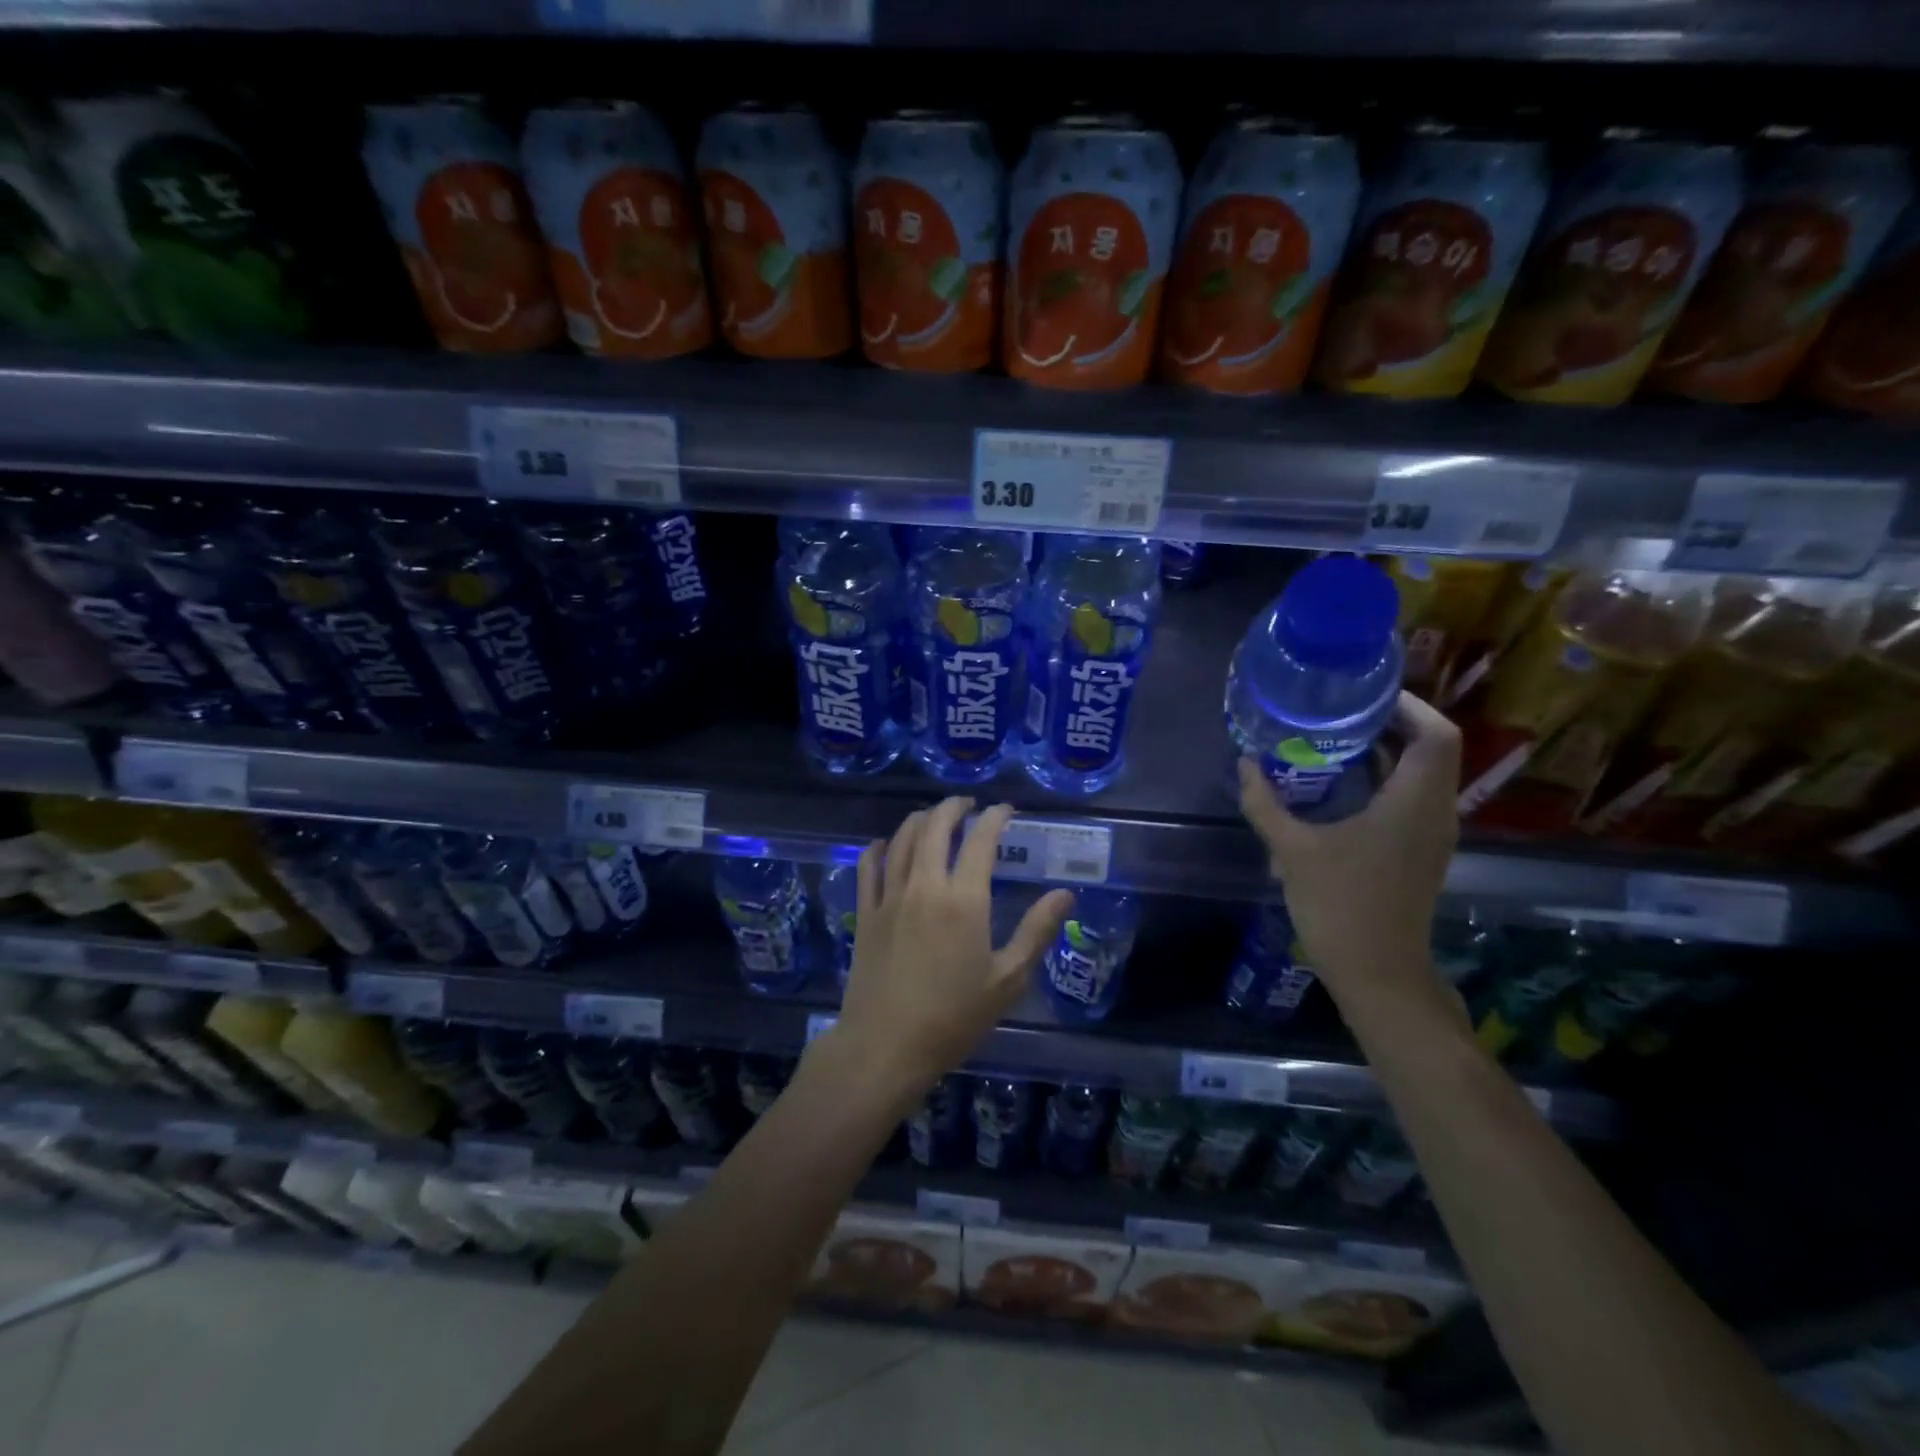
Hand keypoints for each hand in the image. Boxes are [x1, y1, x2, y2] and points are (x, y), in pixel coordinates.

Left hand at [829, 797, 1073, 1102]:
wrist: (886, 1046)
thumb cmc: (954, 1017)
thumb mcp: (1007, 979)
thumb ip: (1036, 931)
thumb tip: (1065, 894)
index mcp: (964, 899)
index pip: (980, 840)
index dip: (994, 817)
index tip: (1005, 810)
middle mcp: (924, 886)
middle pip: (935, 827)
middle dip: (954, 807)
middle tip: (968, 805)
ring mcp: (889, 897)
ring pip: (902, 838)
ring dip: (920, 819)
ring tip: (934, 817)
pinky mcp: (865, 913)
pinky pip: (869, 866)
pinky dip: (880, 847)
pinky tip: (887, 845)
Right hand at [1238, 692, 1460, 1009]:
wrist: (1377, 972)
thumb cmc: (1341, 905)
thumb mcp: (1292, 850)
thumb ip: (1265, 803)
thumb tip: (1245, 764)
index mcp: (1415, 803)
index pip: (1437, 733)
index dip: (1408, 704)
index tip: (1363, 693)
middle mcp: (1435, 812)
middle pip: (1432, 748)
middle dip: (1390, 722)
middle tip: (1339, 709)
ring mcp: (1431, 834)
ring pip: (1423, 773)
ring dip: (1387, 751)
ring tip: (1334, 738)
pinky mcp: (1419, 851)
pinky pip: (1411, 797)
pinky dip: (1383, 779)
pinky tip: (1340, 784)